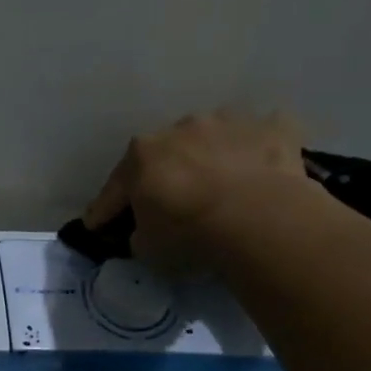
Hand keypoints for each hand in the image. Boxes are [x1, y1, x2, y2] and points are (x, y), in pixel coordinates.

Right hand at [84, 107, 326, 270]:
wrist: (259, 219)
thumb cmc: (189, 235)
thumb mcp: (147, 249)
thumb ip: (140, 234)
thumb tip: (146, 229)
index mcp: (141, 156)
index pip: (114, 188)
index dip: (104, 210)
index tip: (96, 224)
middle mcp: (180, 128)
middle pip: (165, 155)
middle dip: (163, 175)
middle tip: (169, 201)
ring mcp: (229, 122)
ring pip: (212, 139)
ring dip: (211, 157)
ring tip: (221, 184)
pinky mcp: (274, 126)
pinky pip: (261, 137)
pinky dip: (258, 152)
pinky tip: (263, 171)